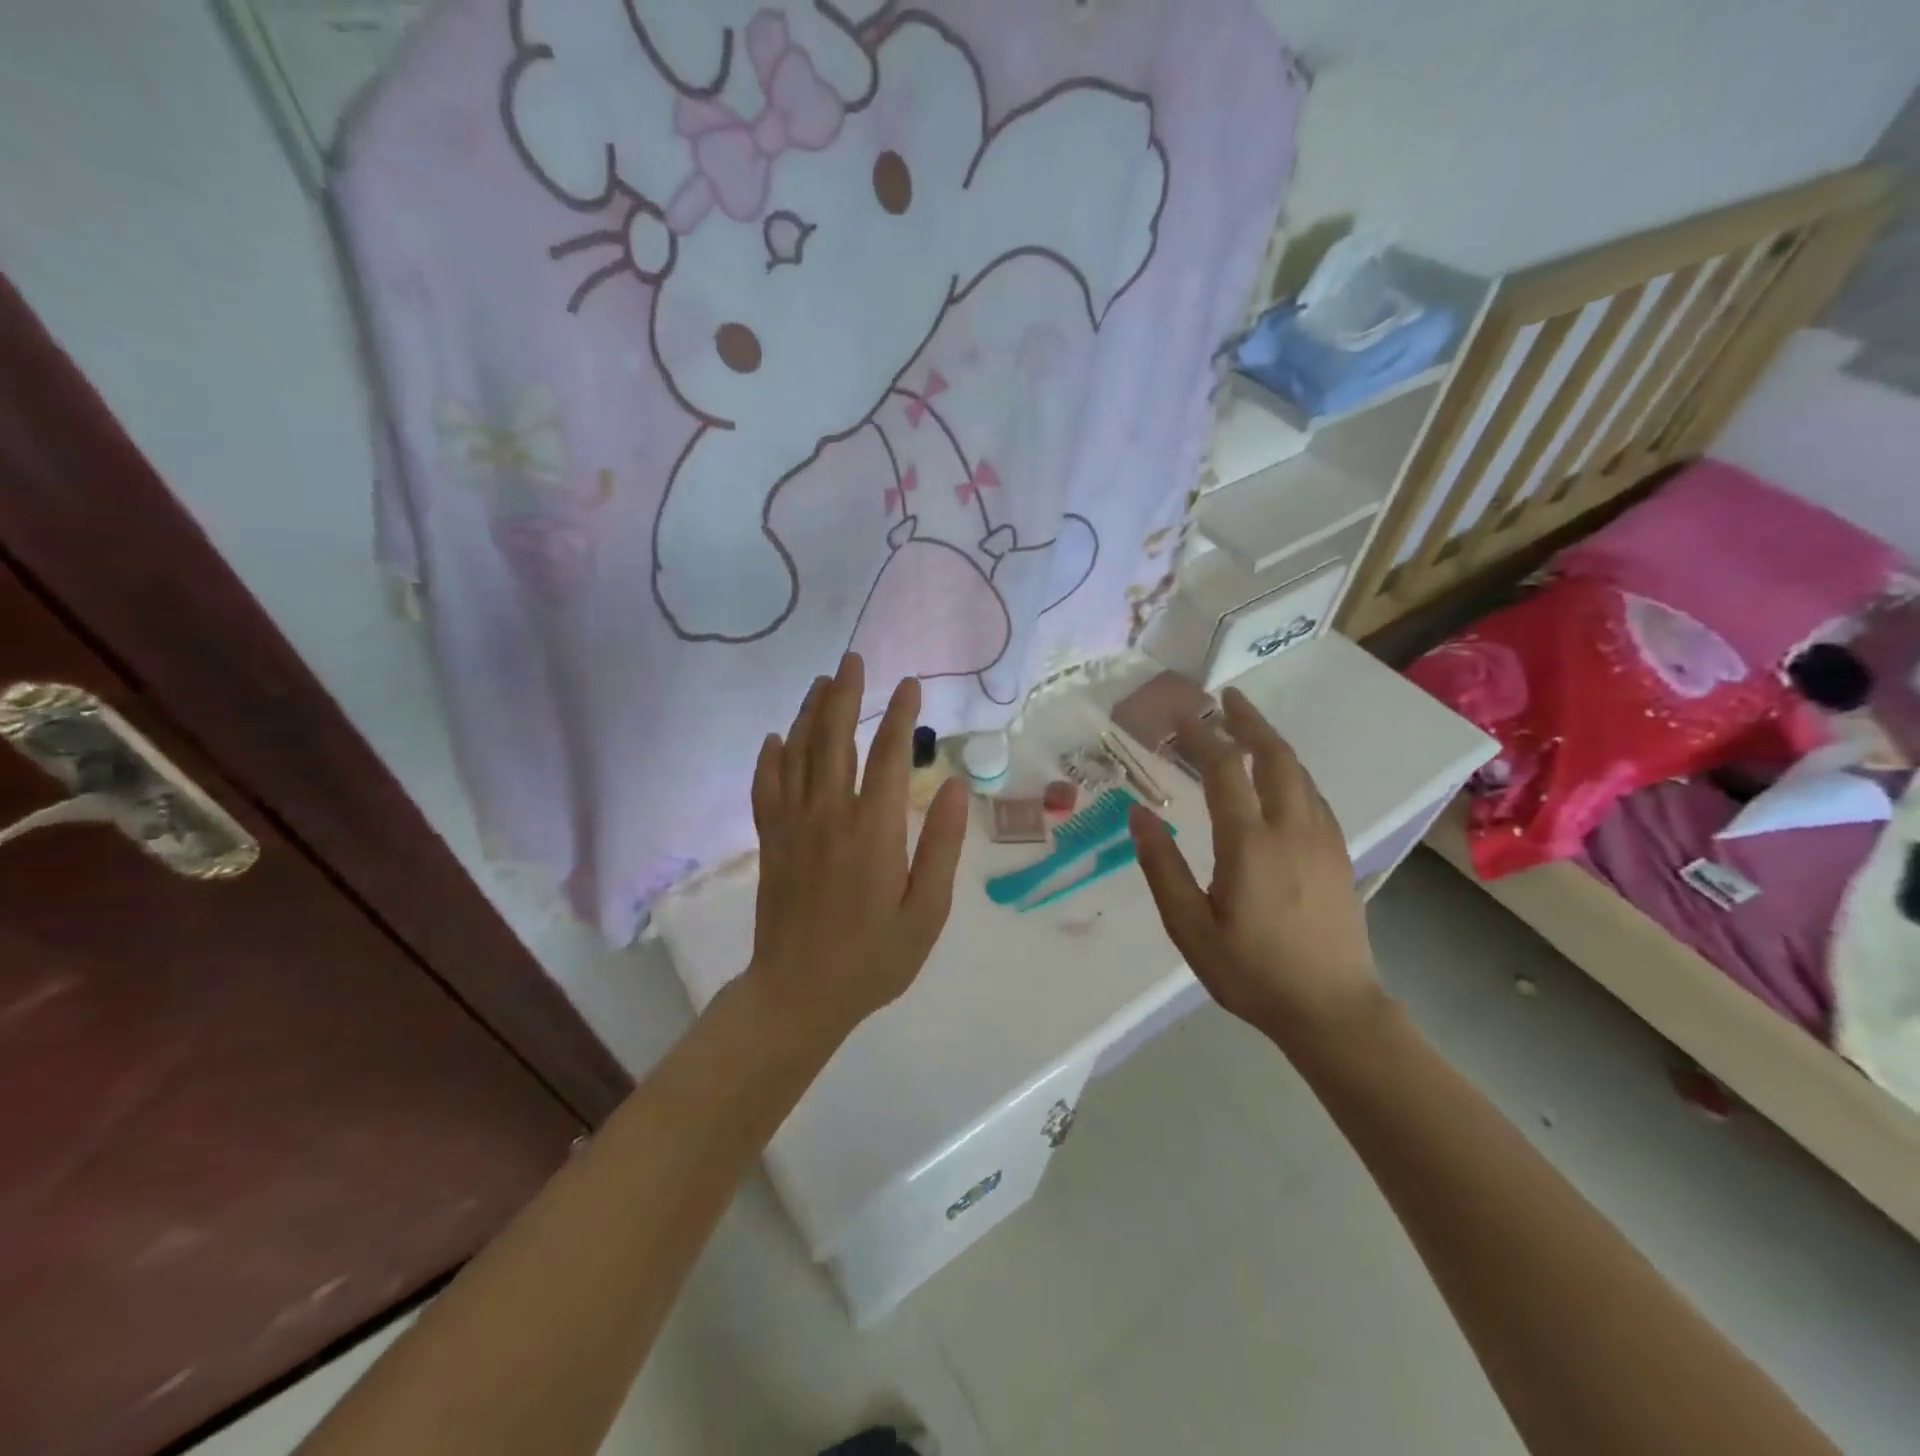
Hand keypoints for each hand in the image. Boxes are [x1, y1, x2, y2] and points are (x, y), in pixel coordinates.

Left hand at [746, 654, 968, 1038]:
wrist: (799, 994)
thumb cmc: (874, 958)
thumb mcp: (926, 911)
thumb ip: (940, 846)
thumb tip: (952, 787)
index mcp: (873, 831)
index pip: (888, 755)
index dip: (900, 716)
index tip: (910, 685)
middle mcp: (829, 816)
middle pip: (834, 739)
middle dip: (846, 695)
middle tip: (854, 661)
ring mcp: (792, 826)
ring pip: (798, 754)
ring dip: (810, 713)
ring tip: (822, 683)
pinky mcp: (770, 842)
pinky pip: (766, 787)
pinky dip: (770, 758)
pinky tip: (776, 738)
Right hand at [1128, 686, 1380, 1048]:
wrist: (1334, 1011)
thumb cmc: (1252, 973)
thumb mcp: (1190, 928)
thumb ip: (1162, 868)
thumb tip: (1139, 815)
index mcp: (1251, 844)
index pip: (1226, 771)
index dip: (1203, 737)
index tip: (1182, 716)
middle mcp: (1292, 829)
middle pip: (1275, 757)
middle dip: (1249, 721)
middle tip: (1226, 698)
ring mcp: (1323, 840)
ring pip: (1300, 773)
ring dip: (1273, 743)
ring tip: (1248, 728)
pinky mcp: (1339, 856)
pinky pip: (1314, 796)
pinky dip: (1292, 772)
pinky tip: (1281, 778)